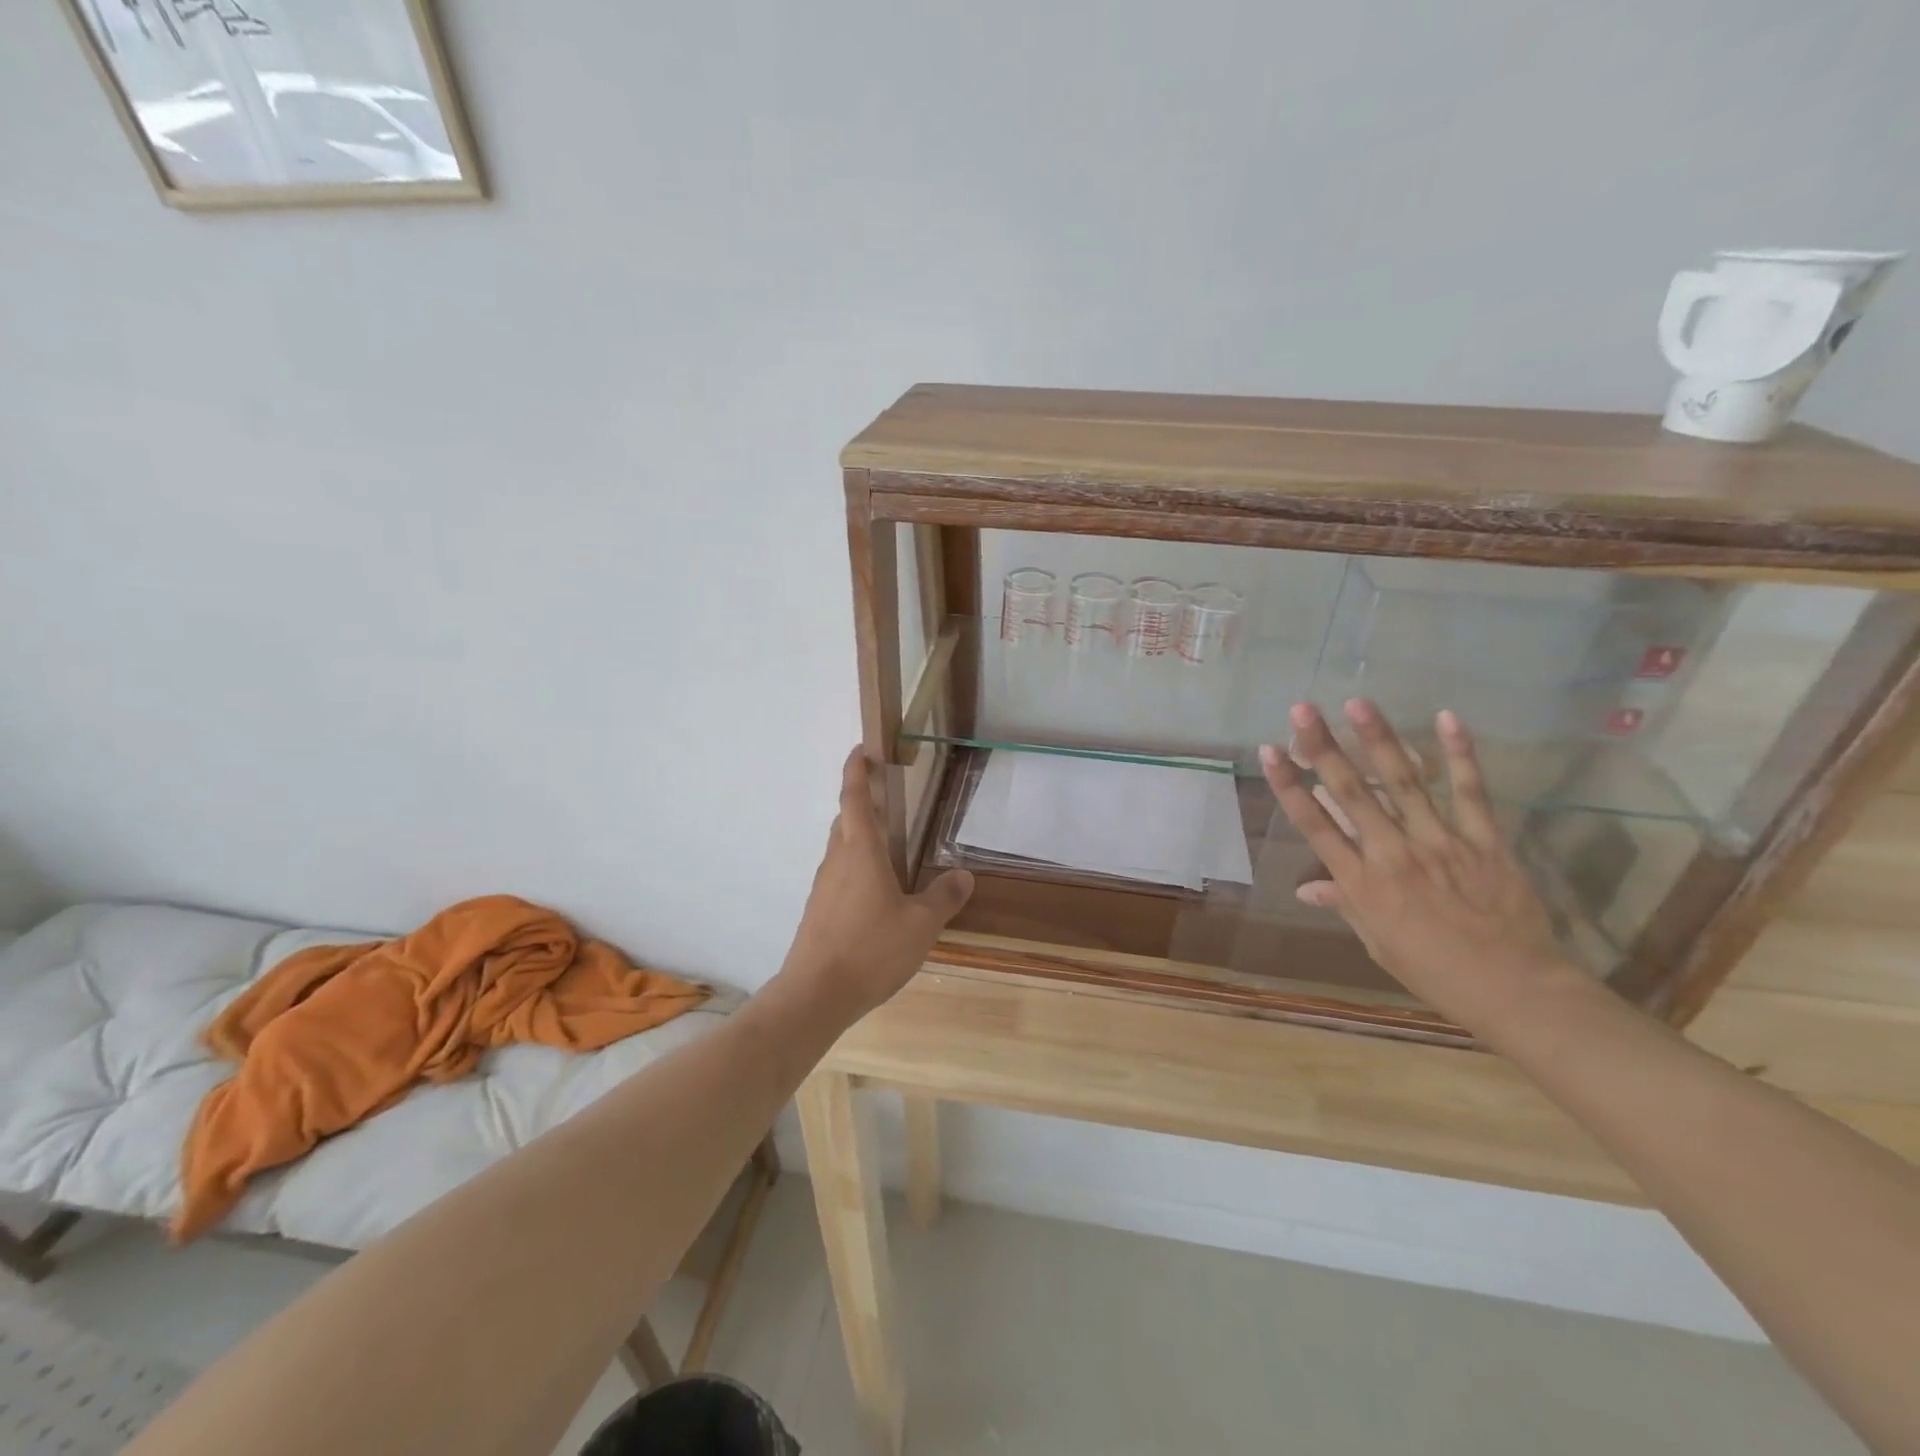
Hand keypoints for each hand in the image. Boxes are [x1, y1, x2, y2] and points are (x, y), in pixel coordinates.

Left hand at [780, 748, 974, 1017]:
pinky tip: (876, 893)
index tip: (861, 749)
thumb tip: (964, 875)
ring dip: (859, 836)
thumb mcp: (921, 925)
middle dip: (861, 802)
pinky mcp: (818, 910)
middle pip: (845, 820)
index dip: (857, 769)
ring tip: (888, 846)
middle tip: (887, 797)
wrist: (816, 994)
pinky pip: (838, 875)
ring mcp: (823, 886)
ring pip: (840, 848)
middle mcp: (837, 861)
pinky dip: (856, 867)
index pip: (854, 797)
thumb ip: (943, 897)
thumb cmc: (871, 949)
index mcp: (861, 851)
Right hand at [1259, 701, 1572, 1030]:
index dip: (1289, 785)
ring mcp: (1441, 843)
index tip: (1269, 751)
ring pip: (1404, 782)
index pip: (1315, 825)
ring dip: (1379, 739)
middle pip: (1352, 792)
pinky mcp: (1485, 840)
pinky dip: (1460, 754)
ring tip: (1358, 702)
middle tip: (1302, 710)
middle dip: (1323, 748)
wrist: (1515, 990)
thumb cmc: (1434, 971)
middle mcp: (1393, 854)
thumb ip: (1346, 904)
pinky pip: (1470, 792)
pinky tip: (1446, 718)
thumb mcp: (1378, 942)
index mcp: (1362, 883)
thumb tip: (1306, 889)